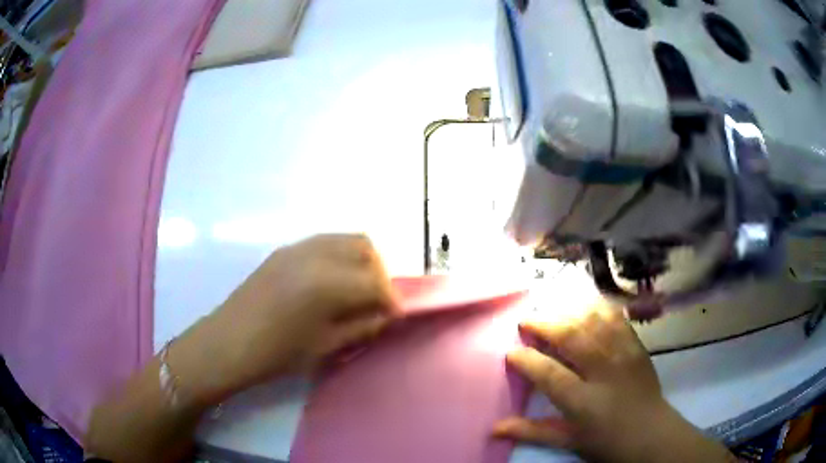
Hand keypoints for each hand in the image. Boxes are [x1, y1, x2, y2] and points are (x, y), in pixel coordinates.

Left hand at [171, 234, 399, 403]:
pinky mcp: (284, 249)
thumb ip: (363, 326)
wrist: (228, 341)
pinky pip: (324, 242)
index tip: (393, 316)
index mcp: (328, 283)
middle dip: (379, 272)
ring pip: (345, 238)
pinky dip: (339, 257)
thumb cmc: (277, 353)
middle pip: (365, 248)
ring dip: (360, 261)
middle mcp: (316, 254)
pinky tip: (329, 283)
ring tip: (355, 290)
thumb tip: (387, 315)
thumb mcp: (326, 346)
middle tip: (375, 300)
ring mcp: (298, 247)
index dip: (391, 300)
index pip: (376, 283)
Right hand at [494, 305, 733, 462]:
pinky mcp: (636, 344)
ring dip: (568, 312)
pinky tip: (583, 308)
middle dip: (544, 324)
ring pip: (593, 320)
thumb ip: (531, 431)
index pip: (549, 373)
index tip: (510, 352)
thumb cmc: (606, 441)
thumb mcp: (568, 441)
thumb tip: (493, 428)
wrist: (651, 432)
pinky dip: (596, 308)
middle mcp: (604, 371)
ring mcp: (623, 354)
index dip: (526, 359)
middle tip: (526, 322)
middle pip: (571, 336)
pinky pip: (615, 317)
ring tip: (551, 313)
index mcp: (583, 402)